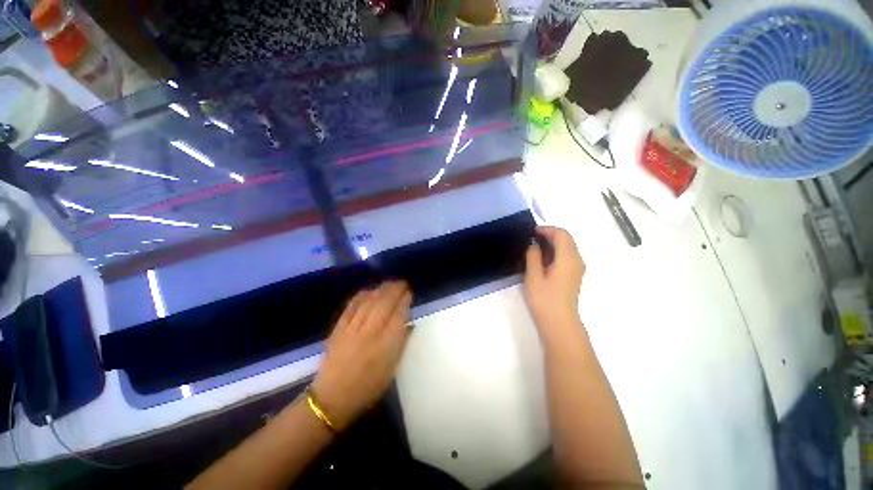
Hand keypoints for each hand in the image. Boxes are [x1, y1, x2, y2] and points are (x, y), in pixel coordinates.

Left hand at [311, 281, 412, 430]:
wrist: (332, 398)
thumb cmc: (368, 387)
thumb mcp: (392, 370)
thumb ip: (402, 344)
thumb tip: (409, 324)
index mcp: (386, 345)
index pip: (399, 314)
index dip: (405, 300)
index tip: (409, 292)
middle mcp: (371, 332)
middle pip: (385, 302)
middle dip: (395, 289)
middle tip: (402, 283)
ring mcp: (353, 328)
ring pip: (369, 301)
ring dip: (381, 288)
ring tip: (389, 283)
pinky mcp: (339, 328)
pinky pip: (351, 306)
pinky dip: (361, 295)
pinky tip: (369, 290)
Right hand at [524, 227, 585, 343]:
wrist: (559, 323)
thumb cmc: (544, 299)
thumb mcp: (533, 276)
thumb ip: (533, 256)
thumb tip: (534, 244)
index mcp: (568, 258)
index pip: (562, 234)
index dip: (546, 229)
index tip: (530, 233)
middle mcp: (577, 260)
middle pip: (566, 239)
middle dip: (549, 235)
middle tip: (530, 240)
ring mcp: (577, 269)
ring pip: (567, 247)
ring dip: (551, 244)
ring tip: (533, 249)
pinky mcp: (573, 276)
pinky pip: (566, 257)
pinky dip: (554, 253)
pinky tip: (541, 260)